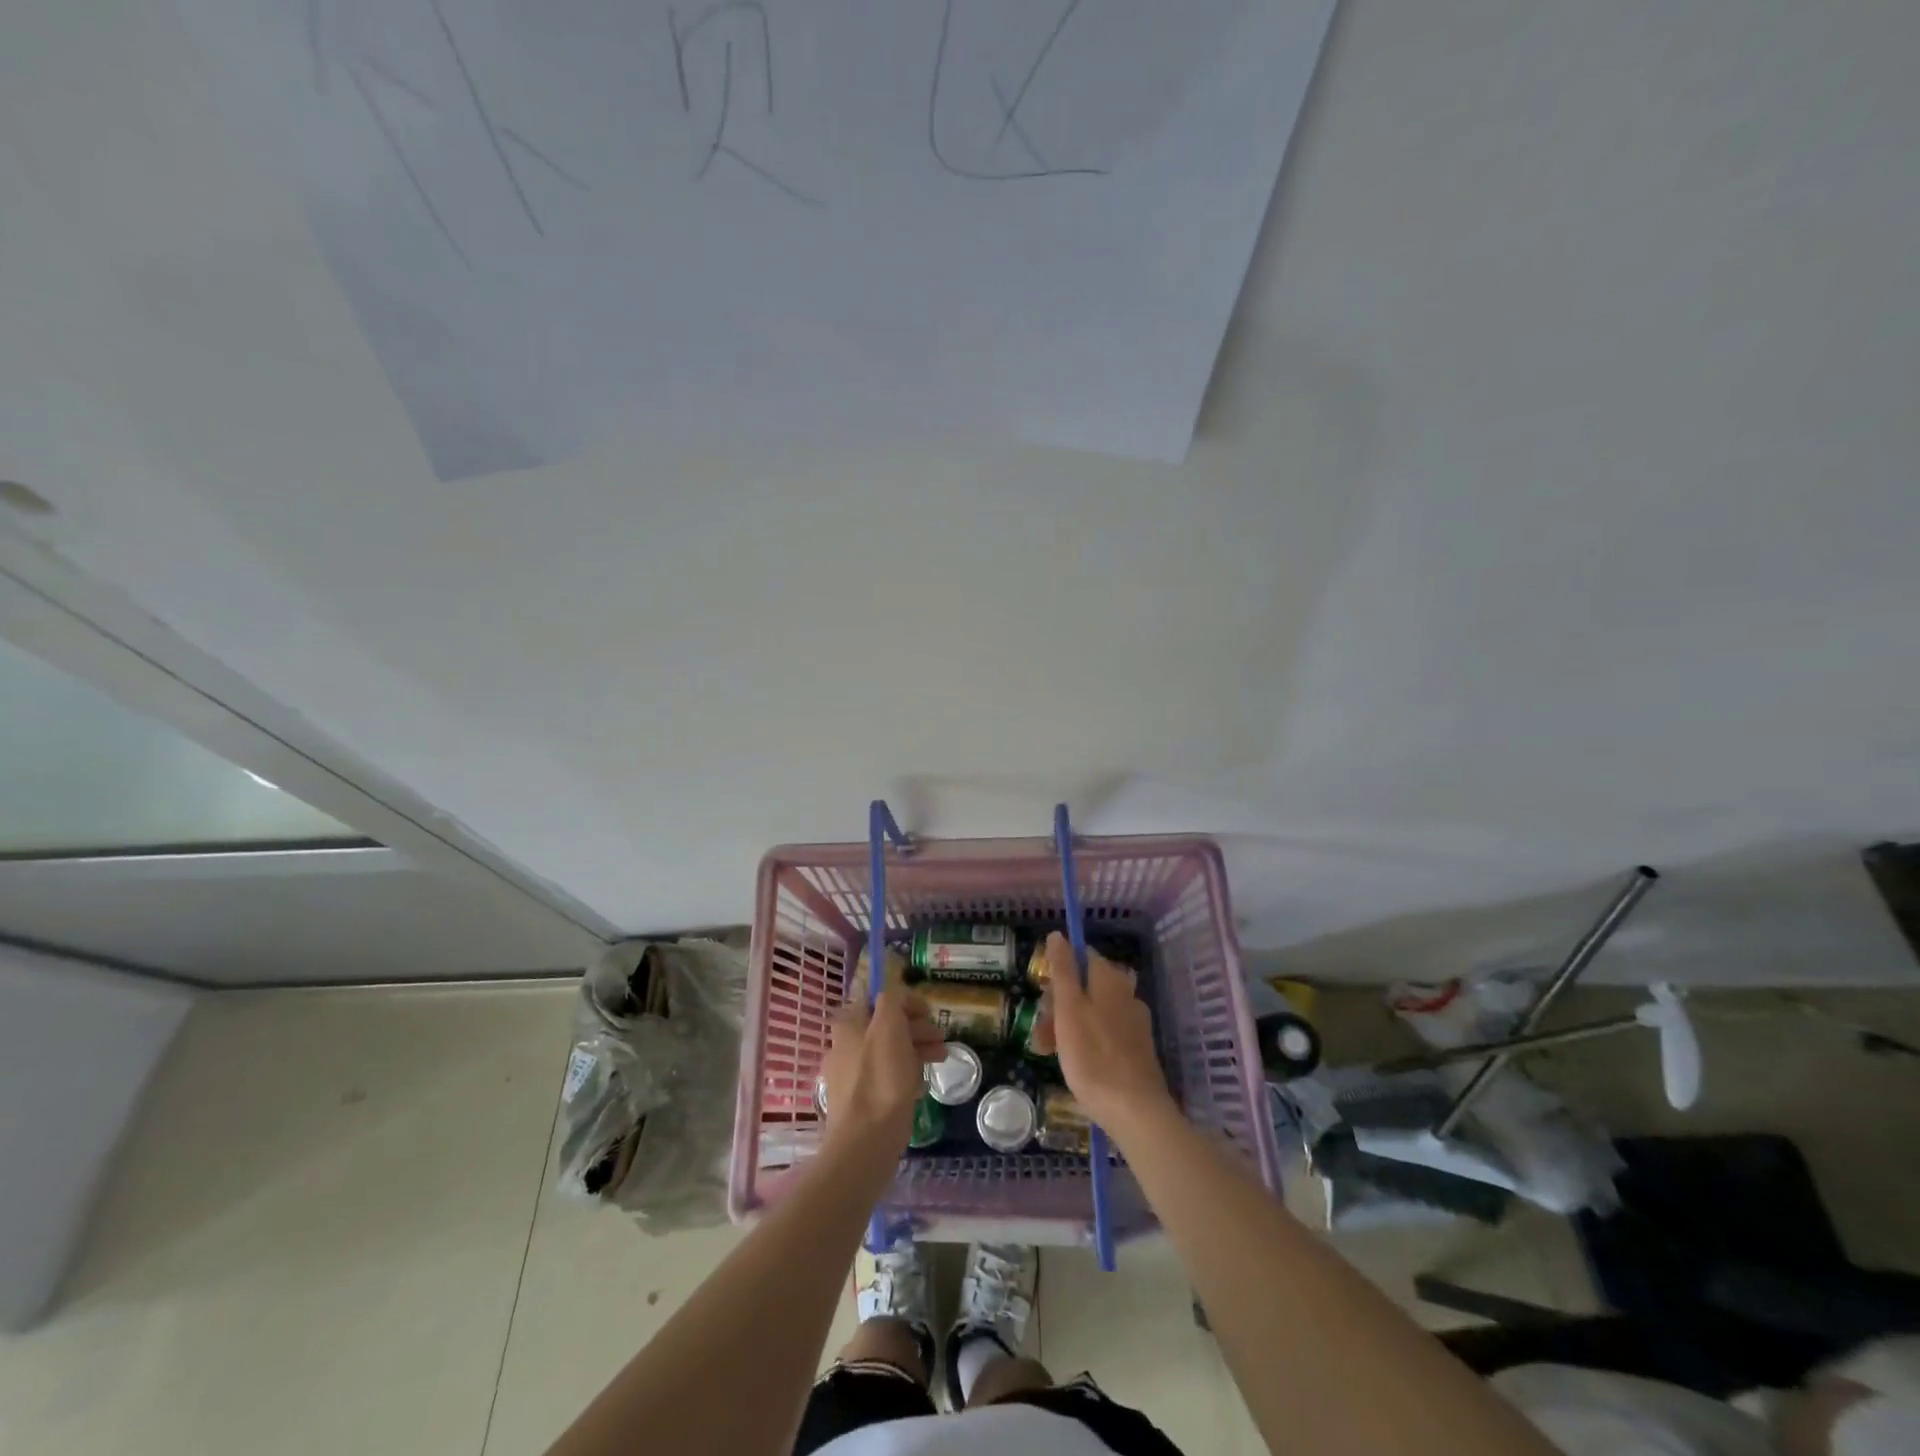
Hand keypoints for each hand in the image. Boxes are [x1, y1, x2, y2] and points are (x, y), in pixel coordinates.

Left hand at [820, 989, 945, 1151]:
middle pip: (886, 1025)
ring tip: (941, 1058)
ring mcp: (851, 1075)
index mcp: (848, 1025)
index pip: (878, 999)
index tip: (928, 1012)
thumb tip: (897, 993)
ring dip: (916, 1049)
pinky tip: (922, 1083)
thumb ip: (892, 999)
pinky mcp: (861, 1101)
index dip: (905, 1001)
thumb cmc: (881, 1076)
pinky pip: (887, 1077)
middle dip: (916, 1027)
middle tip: (940, 1037)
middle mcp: (845, 1046)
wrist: (866, 1141)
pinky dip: (906, 1074)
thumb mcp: (889, 1024)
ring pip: (889, 1051)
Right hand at [1035, 931, 1174, 1133]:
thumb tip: (1058, 934)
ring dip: (1066, 1025)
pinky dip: (1084, 1041)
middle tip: (1040, 1032)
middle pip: (1084, 985)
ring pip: (1091, 1011)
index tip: (1042, 993)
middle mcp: (1126, 993)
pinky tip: (1072, 1064)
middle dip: (1058, 1003)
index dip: (1058, 969)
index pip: (1081, 955)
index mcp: (1110, 979)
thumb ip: (1063, 969)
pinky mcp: (1136, 1048)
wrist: (1134, 1110)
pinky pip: (1103, 1032)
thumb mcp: (1068, 1008)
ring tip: (1047, 1052)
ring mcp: (1133, 1022)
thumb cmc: (1093, 1056)